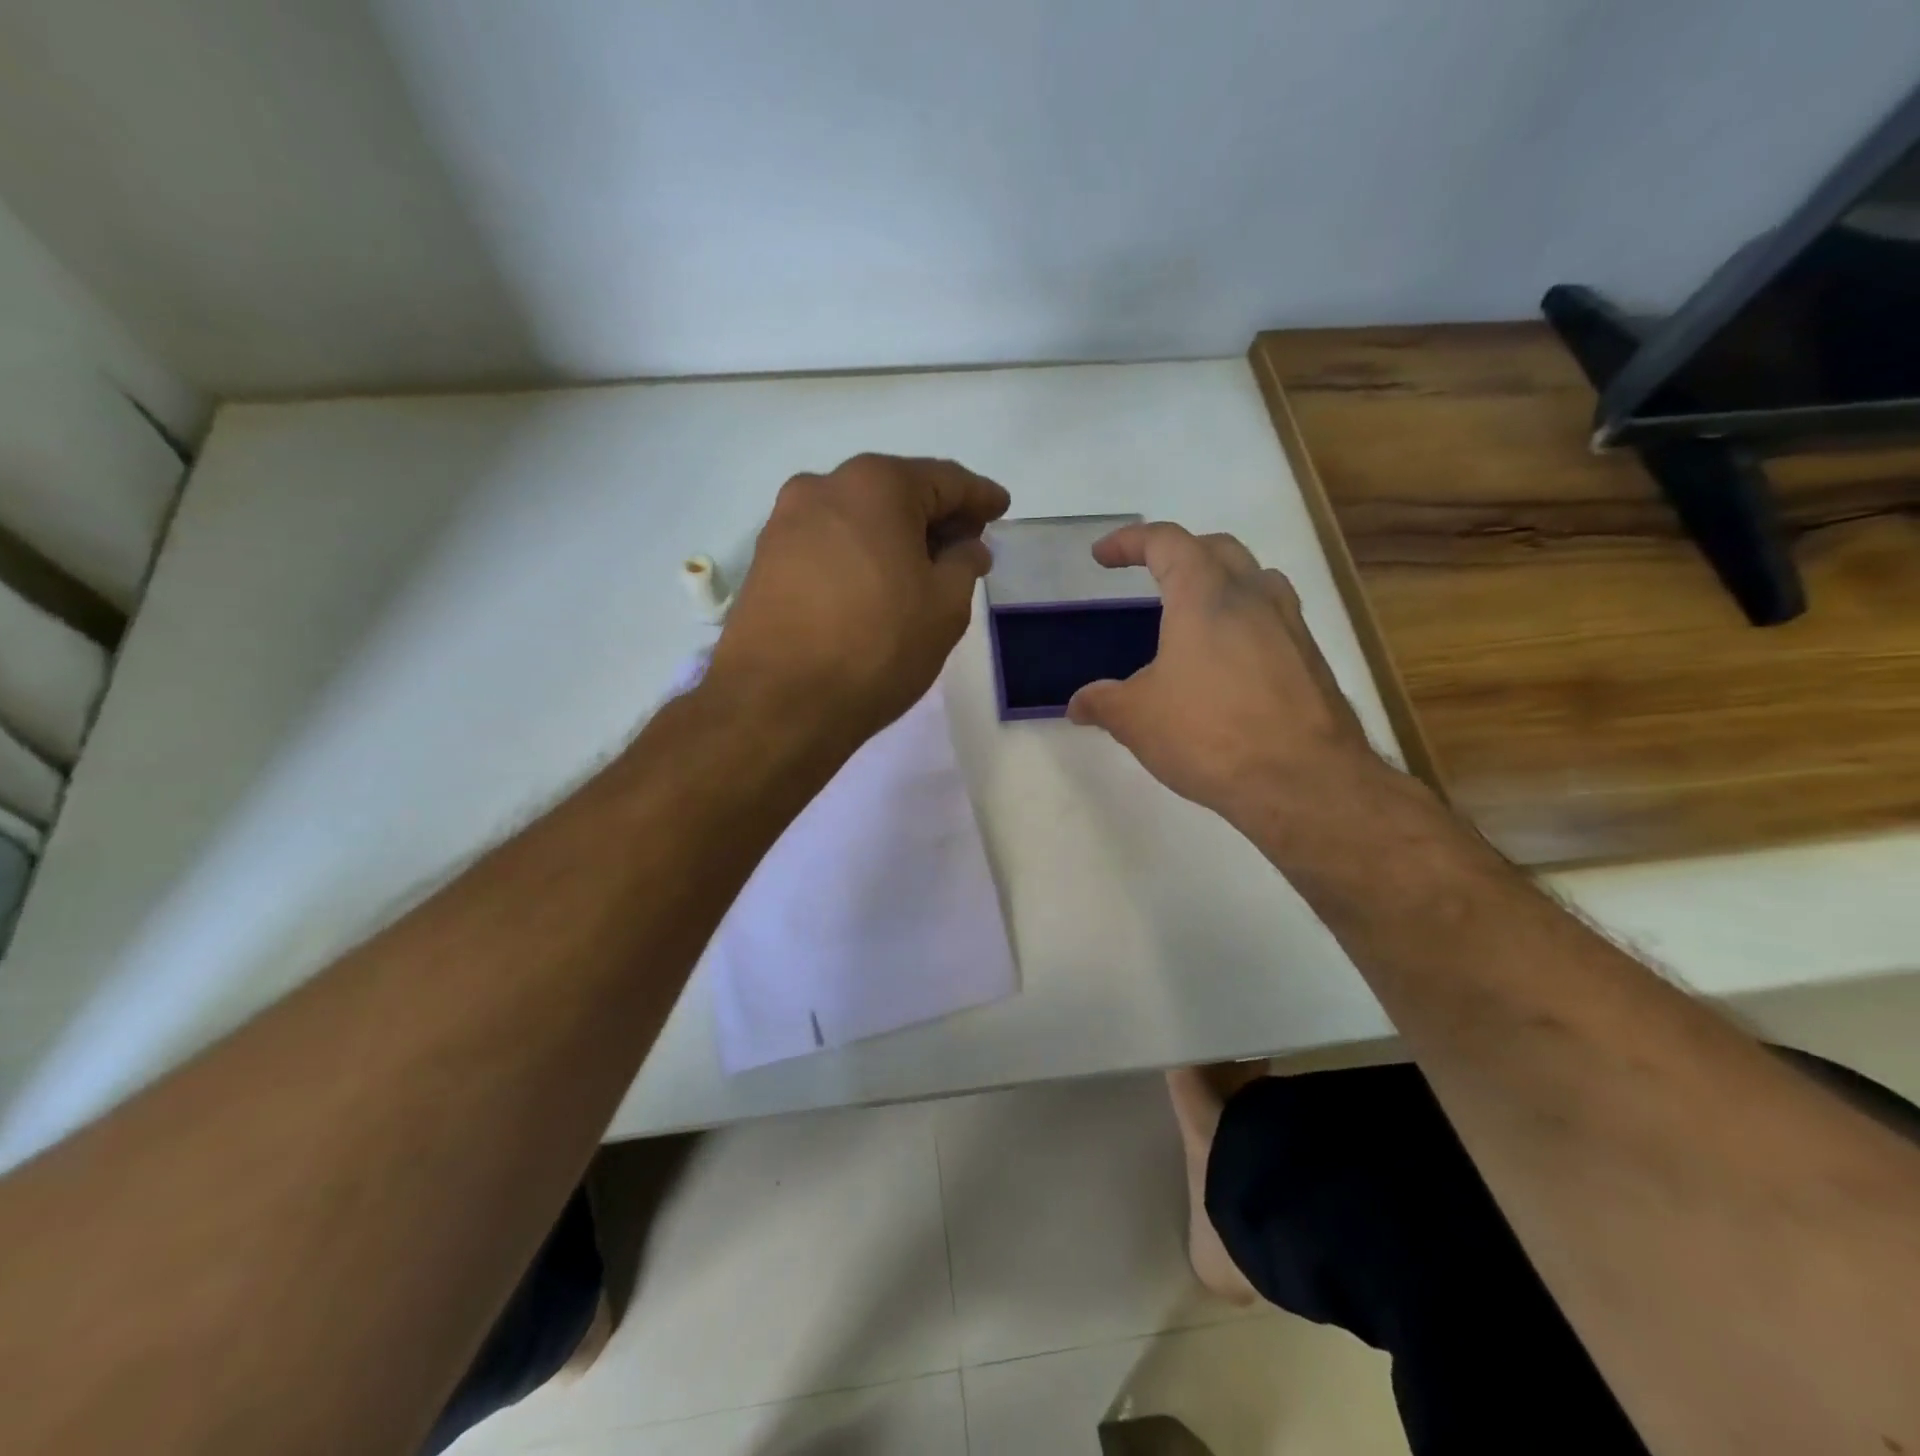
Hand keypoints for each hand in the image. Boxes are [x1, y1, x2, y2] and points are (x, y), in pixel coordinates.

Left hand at [708, 453, 1010, 741]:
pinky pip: (827, 545)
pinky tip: (875, 585)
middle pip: (895, 492)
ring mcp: (785, 523)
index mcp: (876, 485)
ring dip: (894, 536)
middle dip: (934, 515)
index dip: (979, 496)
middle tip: (966, 543)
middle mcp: (823, 487)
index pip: (944, 480)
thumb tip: (966, 546)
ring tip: (921, 569)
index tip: (1001, 507)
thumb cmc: (876, 647)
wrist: (777, 703)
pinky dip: (859, 555)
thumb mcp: (945, 607)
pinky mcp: (765, 560)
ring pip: (857, 518)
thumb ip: (964, 564)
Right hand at [1066, 522, 1387, 830]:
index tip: (1103, 556)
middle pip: (1216, 549)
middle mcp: (1253, 596)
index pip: (1166, 542)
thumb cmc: (1209, 735)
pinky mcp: (1311, 659)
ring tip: (1195, 612)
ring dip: (1221, 581)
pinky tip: (1228, 662)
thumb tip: (1079, 704)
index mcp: (1205, 595)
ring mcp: (1290, 625)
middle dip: (1179, 552)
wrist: (1303, 781)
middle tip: (1152, 574)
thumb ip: (1103, 702)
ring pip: (1255, 579)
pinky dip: (1244, 621)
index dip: (1129, 542)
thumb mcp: (1137, 719)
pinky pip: (1273, 619)